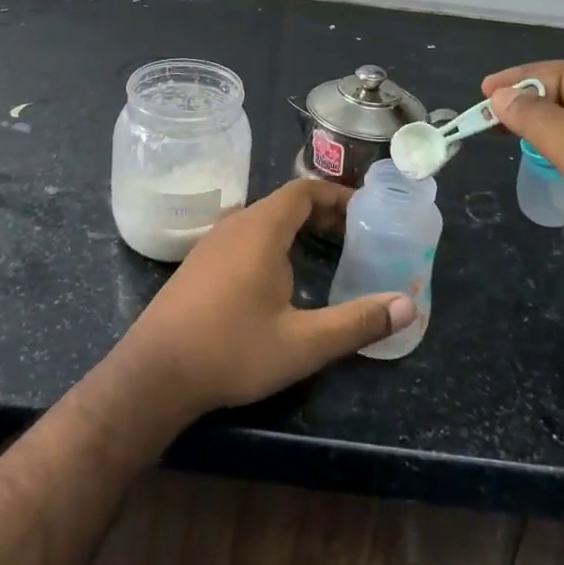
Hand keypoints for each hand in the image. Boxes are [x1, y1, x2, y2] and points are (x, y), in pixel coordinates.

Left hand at [116, 180, 415, 417]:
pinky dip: (271, 241)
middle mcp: (235, 223)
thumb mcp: (303, 344)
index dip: (336, 195)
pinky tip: (279, 277)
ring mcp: (211, 242)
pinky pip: (243, 235)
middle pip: (284, 203)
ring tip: (324, 252)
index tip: (364, 210)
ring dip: (294, 228)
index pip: (304, 191)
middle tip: (353, 236)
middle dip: (321, 213)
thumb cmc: (232, 350)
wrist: (155, 373)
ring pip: (262, 219)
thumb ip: (356, 323)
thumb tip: (408, 306)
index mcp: (261, 229)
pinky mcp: (198, 263)